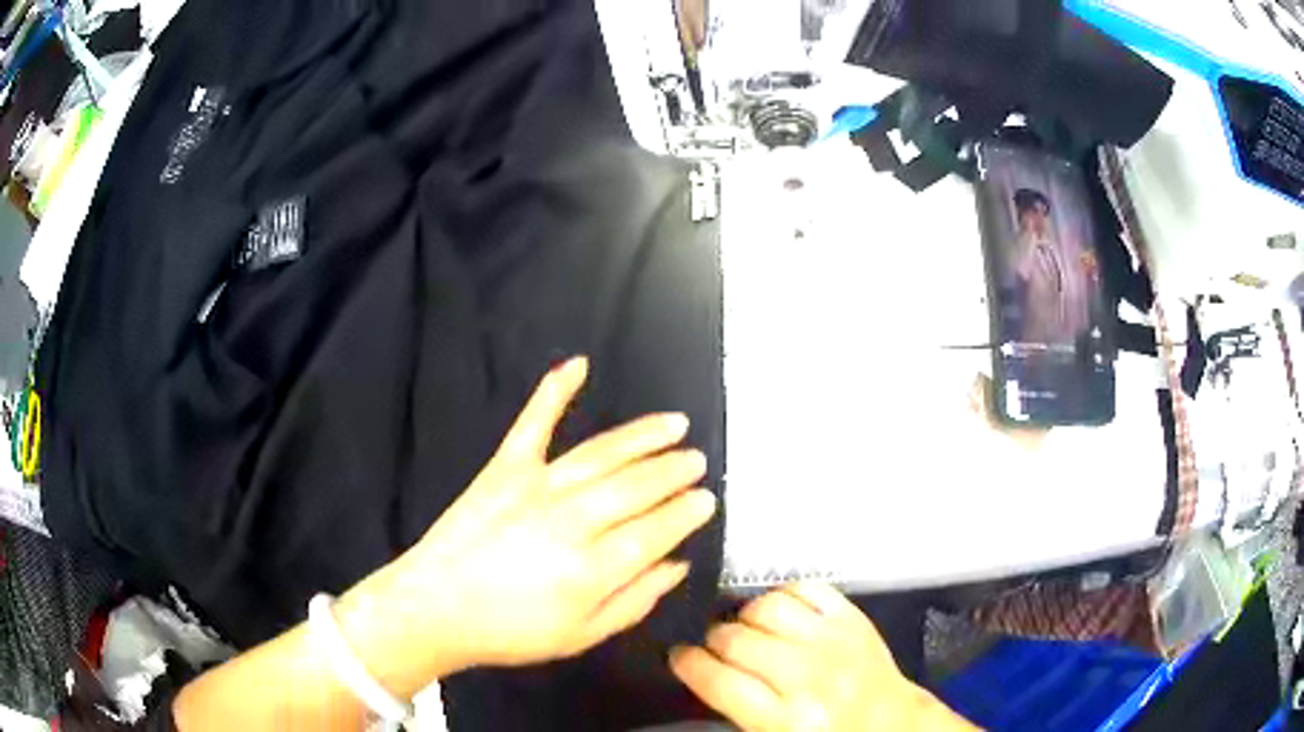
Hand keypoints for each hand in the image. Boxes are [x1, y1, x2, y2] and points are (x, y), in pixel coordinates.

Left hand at [335, 356, 715, 694]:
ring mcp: (535, 486)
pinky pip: (534, 422)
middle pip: (636, 487)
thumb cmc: (511, 632)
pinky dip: (554, 391)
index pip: (656, 530)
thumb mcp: (582, 636)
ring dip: (643, 436)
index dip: (686, 512)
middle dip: (673, 471)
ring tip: (674, 424)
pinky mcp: (504, 468)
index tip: (707, 498)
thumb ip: (635, 600)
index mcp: (592, 569)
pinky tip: (578, 365)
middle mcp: (571, 521)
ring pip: (602, 453)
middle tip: (697, 460)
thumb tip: (677, 564)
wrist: (436, 607)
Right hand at [670, 583, 975, 731]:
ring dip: (745, 617)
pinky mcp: (852, 617)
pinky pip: (804, 588)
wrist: (890, 722)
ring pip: (766, 608)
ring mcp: (834, 641)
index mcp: (785, 719)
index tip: (678, 655)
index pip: (718, 681)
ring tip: (746, 630)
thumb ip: (737, 706)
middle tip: (712, 647)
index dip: (687, 663)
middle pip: (735, 640)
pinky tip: (779, 613)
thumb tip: (700, 669)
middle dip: (711, 641)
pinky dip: (783, 596)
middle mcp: (808, 677)